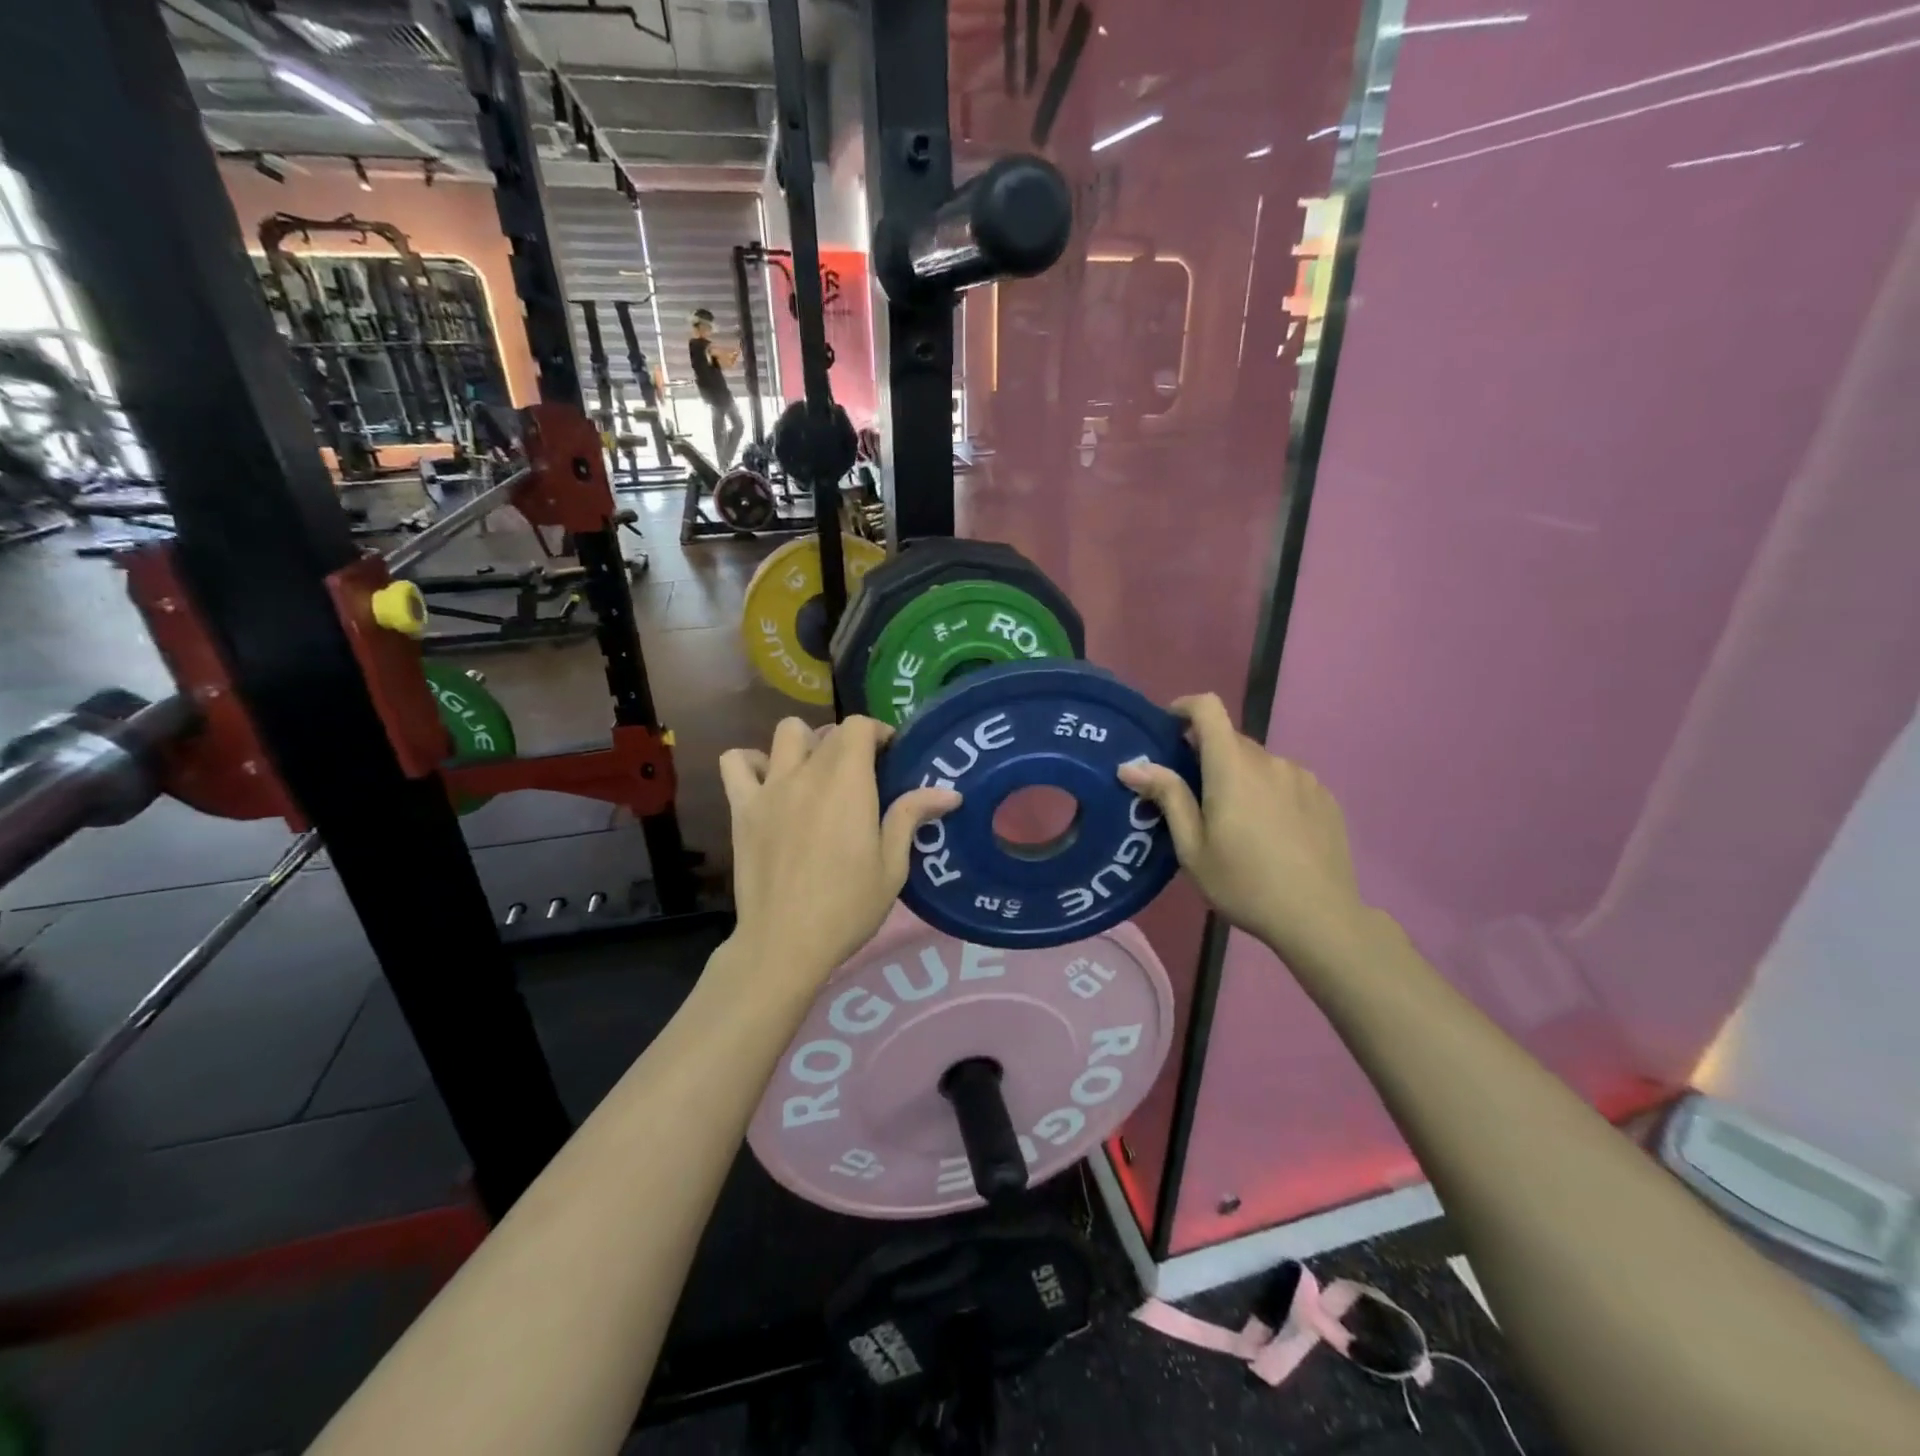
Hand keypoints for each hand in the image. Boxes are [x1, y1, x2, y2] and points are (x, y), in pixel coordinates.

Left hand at [719, 717, 958, 991]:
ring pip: (785, 733)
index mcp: (847, 783)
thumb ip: (911, 817)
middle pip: (827, 732)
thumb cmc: (847, 907)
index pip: (858, 726)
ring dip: (804, 744)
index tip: (889, 757)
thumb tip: (950, 792)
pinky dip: (751, 762)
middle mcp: (807, 774)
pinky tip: (769, 783)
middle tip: (860, 776)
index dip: (878, 732)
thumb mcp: (892, 867)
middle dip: (849, 743)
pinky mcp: (742, 808)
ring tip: (815, 774)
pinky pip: (736, 762)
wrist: (785, 943)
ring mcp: (769, 788)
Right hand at [1118, 694, 1368, 965]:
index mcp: (1232, 767)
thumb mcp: (1192, 847)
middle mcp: (1269, 761)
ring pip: (1259, 763)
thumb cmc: (1244, 883)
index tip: (1169, 727)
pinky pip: (1286, 781)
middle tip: (1193, 795)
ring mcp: (1302, 777)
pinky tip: (1270, 833)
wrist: (1319, 917)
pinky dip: (1269, 792)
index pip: (1208, 708)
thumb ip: (1167, 797)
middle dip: (1207, 755)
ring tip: (1236, 822)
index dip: (1185, 707)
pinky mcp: (1324, 797)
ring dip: (1240, 776)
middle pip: (1231, 740)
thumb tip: (1132, 766)